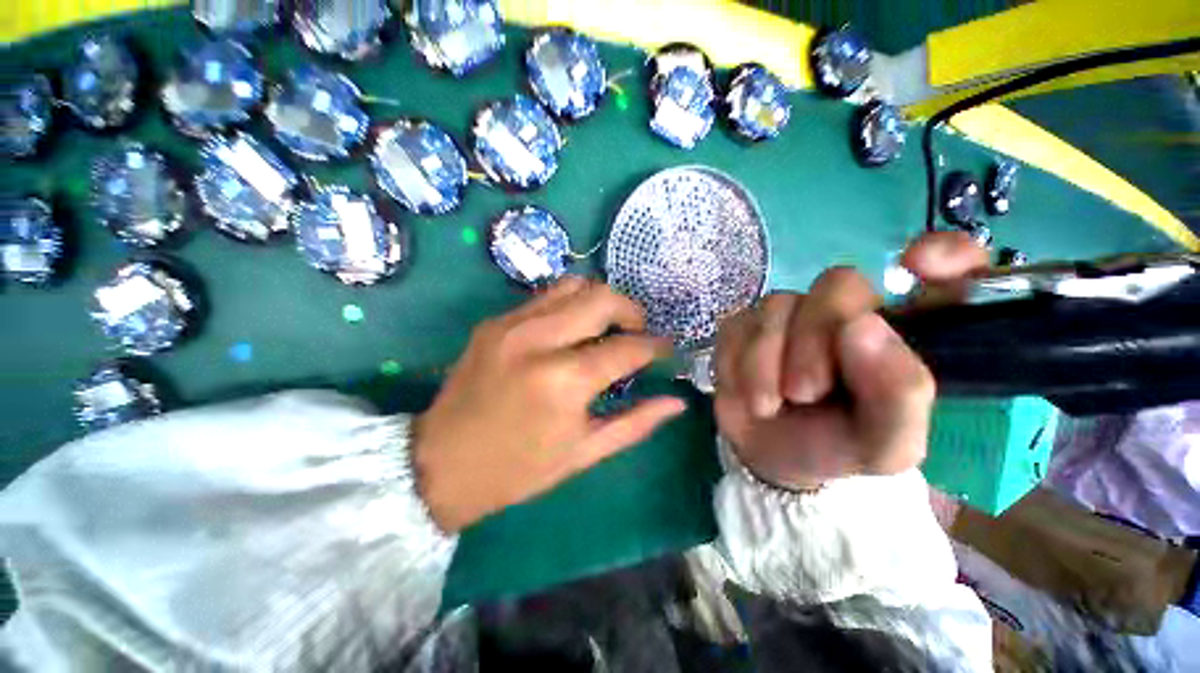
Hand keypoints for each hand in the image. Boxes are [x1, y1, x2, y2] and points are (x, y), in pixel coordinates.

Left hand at [413, 277, 685, 531]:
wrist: (440, 464)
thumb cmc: (518, 469)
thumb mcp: (583, 453)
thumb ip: (635, 423)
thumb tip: (676, 401)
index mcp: (564, 381)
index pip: (627, 347)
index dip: (655, 347)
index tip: (666, 350)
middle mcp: (539, 340)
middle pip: (602, 298)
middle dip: (632, 311)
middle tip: (636, 333)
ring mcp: (512, 324)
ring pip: (574, 285)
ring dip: (600, 302)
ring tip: (606, 327)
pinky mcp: (495, 321)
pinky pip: (546, 296)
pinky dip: (570, 305)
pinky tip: (572, 330)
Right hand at [713, 233, 988, 489]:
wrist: (770, 456)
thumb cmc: (836, 447)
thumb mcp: (885, 446)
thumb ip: (899, 396)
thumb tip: (861, 325)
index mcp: (903, 333)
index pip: (951, 269)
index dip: (944, 254)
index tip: (917, 266)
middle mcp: (849, 311)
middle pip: (838, 283)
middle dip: (814, 340)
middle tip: (803, 392)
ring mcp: (790, 312)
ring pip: (778, 306)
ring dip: (767, 363)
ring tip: (769, 404)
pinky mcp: (745, 323)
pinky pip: (738, 326)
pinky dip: (740, 366)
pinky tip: (748, 391)